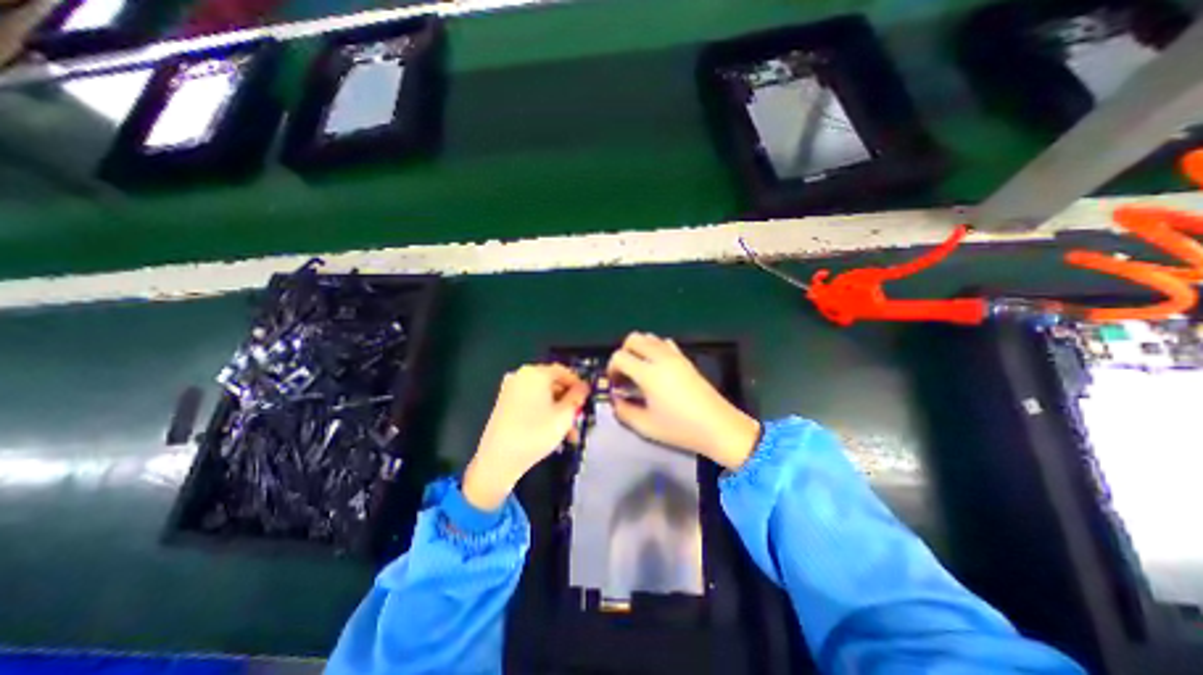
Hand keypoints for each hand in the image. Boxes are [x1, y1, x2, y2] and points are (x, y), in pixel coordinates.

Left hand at [460, 365, 590, 511]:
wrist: (498, 460)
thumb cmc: (536, 433)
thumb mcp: (565, 415)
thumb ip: (577, 397)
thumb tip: (584, 387)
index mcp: (536, 373)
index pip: (564, 371)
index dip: (578, 384)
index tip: (588, 399)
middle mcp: (521, 376)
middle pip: (553, 384)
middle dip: (568, 403)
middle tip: (579, 420)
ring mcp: (510, 390)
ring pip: (543, 396)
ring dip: (558, 412)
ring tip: (569, 435)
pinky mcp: (504, 404)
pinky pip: (531, 403)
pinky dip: (543, 413)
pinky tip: (552, 433)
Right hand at [607, 331, 755, 467]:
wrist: (718, 427)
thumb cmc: (680, 429)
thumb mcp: (645, 426)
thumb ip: (623, 411)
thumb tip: (616, 400)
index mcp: (649, 374)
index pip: (620, 356)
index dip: (611, 369)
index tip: (616, 384)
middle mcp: (661, 358)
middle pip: (633, 339)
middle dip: (623, 353)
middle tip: (625, 374)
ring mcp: (675, 356)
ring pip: (649, 337)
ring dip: (638, 349)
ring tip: (639, 371)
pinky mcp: (685, 359)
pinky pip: (664, 343)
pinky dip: (654, 349)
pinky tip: (657, 368)